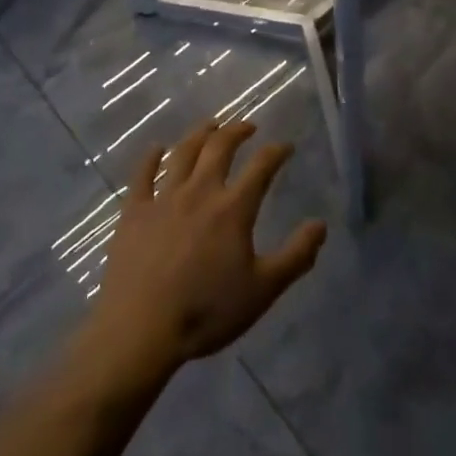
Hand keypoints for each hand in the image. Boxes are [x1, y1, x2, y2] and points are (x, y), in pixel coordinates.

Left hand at [88, 119, 326, 377]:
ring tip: (209, 126)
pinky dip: (150, 157)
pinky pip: (142, 175)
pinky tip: (156, 149)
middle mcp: (200, 191)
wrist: (140, 329)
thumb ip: (295, 256)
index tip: (286, 146)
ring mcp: (164, 198)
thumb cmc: (206, 312)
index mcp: (233, 208)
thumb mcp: (262, 290)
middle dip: (237, 131)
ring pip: (183, 153)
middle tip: (247, 126)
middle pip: (219, 147)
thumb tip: (321, 225)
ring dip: (199, 134)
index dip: (276, 151)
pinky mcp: (134, 211)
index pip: (261, 167)